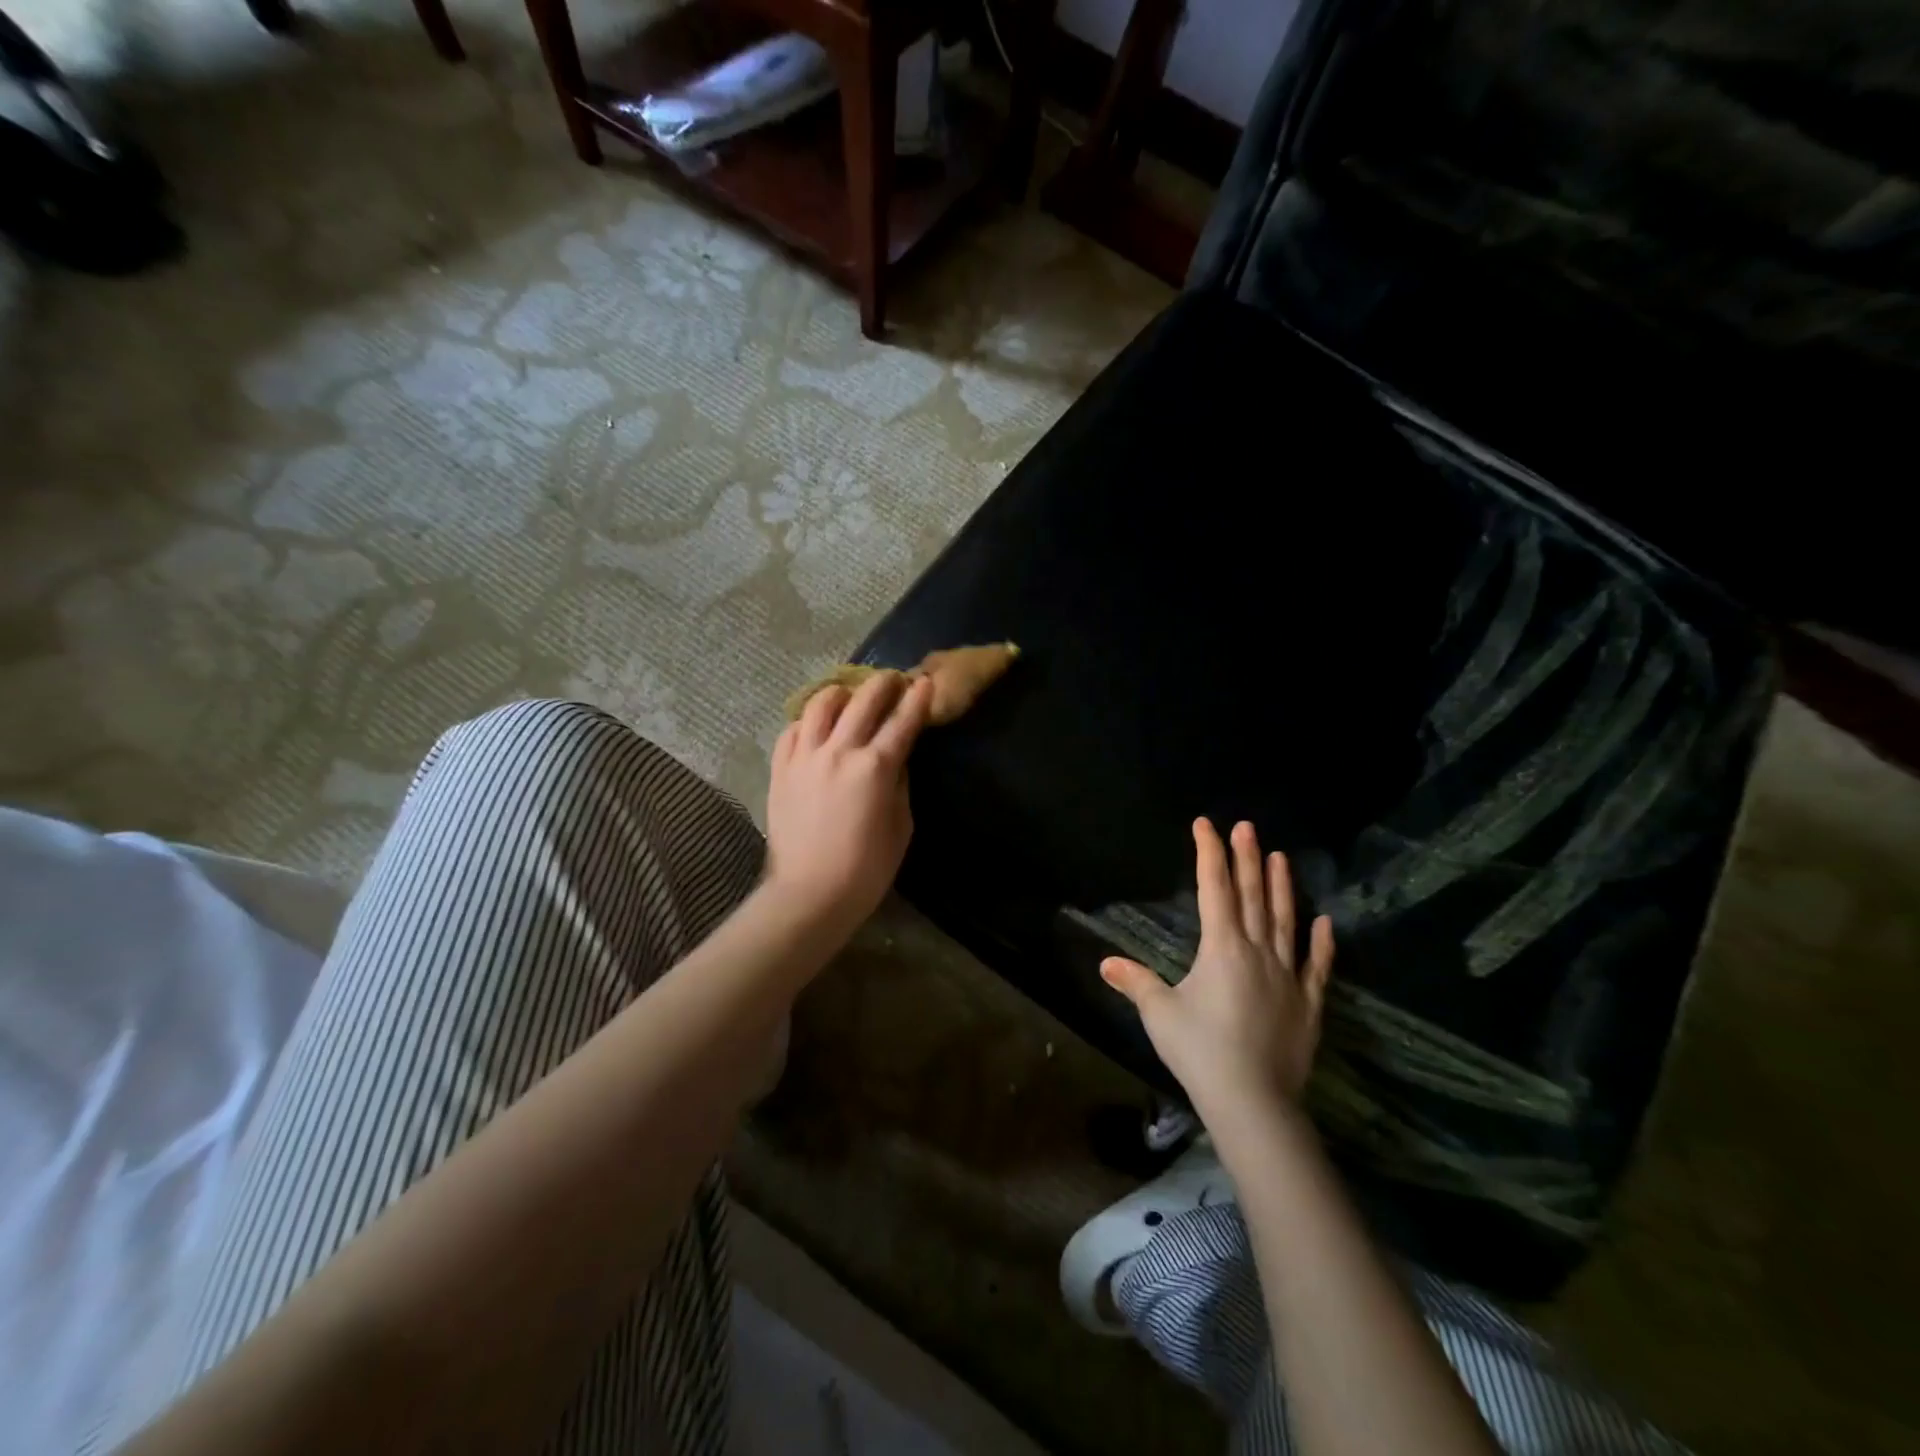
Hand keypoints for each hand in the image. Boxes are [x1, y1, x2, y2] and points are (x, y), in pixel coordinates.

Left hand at [765, 671, 933, 931]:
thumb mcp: (901, 827)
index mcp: (875, 768)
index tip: (926, 681)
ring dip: (841, 693)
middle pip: (863, 701)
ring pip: (821, 705)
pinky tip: (816, 726)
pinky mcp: (780, 769)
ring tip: (849, 696)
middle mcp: (839, 751)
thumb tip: (896, 760)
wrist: (809, 894)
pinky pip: (792, 730)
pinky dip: (807, 721)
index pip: (902, 721)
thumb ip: (900, 785)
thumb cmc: (866, 869)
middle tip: (892, 680)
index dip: (918, 699)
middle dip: (883, 684)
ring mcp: (805, 757)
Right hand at [1101, 818, 1333, 1117]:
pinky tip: (1325, 922)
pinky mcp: (1307, 1004)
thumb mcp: (1160, 1014)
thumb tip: (1106, 963)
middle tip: (1247, 826)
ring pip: (1285, 922)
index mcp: (1221, 948)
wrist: (1253, 1102)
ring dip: (1281, 888)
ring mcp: (1287, 976)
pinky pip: (1316, 966)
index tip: (1206, 825)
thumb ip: (1137, 982)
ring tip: (1280, 857)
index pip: (1214, 889)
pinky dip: (1322, 943)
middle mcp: (1257, 952)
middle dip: (1246, 858)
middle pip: (1252, 896)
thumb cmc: (1200, 1051)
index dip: (1209, 854)